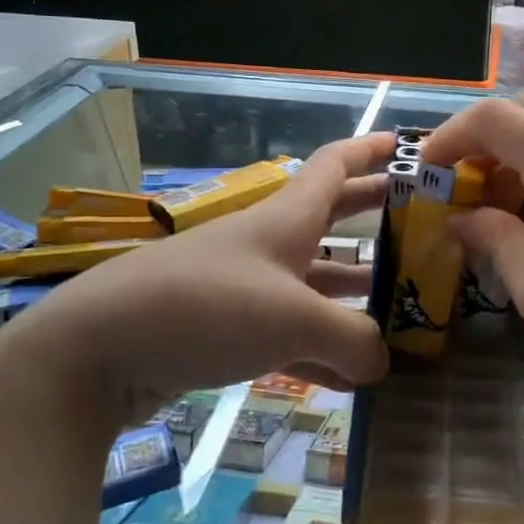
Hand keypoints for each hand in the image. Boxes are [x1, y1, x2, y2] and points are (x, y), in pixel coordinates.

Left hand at [0, 133, 394, 425]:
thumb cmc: (207, 307)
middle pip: (330, 217)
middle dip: (374, 215)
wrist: (101, 346)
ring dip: (355, 291)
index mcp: (286, 218)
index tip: (409, 146)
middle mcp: (268, 243)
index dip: (372, 149)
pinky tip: (352, 378)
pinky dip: (321, 348)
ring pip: (314, 281)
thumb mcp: (293, 319)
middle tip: (422, 223)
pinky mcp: (225, 329)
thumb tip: (379, 362)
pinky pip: (288, 333)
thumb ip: (351, 339)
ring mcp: (245, 286)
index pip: (335, 164)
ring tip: (403, 309)